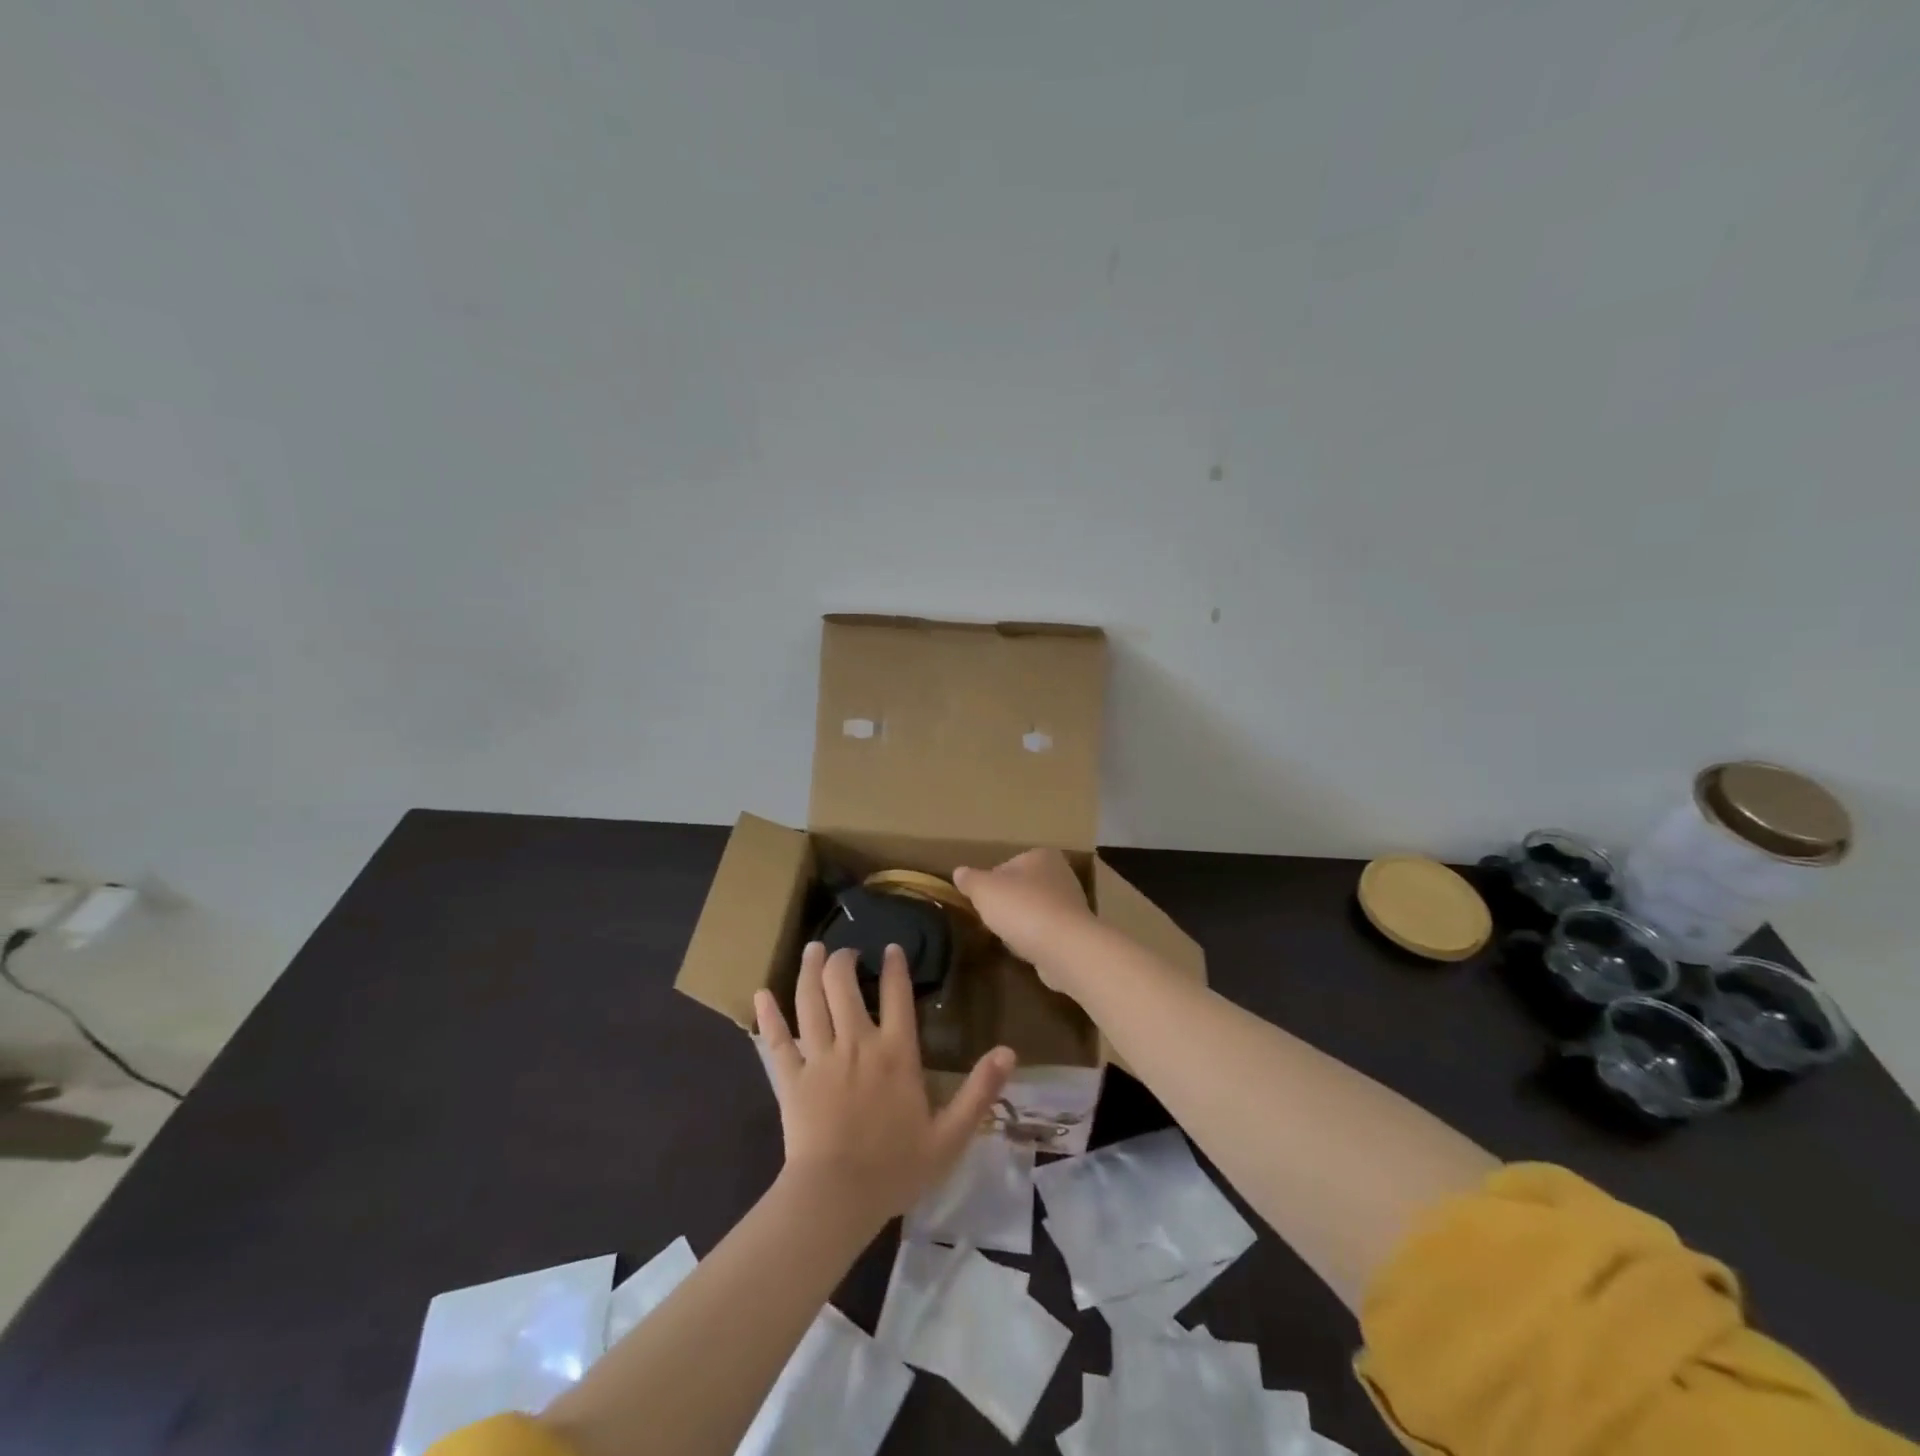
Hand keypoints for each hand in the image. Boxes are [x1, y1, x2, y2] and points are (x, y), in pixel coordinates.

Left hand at [754, 943, 1014, 1226]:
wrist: (836, 1198)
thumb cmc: (896, 1168)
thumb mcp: (950, 1136)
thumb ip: (980, 1092)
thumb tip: (1009, 1051)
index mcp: (896, 1053)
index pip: (897, 995)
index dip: (895, 966)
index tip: (891, 948)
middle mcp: (856, 1043)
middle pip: (843, 985)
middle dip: (844, 960)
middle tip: (846, 951)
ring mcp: (819, 1057)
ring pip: (810, 1000)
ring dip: (810, 970)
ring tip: (812, 950)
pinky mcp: (790, 1078)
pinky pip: (776, 1040)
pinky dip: (768, 1015)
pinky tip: (761, 994)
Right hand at [953, 849, 1097, 986]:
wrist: (1065, 948)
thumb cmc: (1022, 908)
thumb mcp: (984, 890)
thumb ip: (970, 879)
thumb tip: (959, 872)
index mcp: (1041, 856)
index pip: (1007, 865)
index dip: (990, 884)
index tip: (981, 902)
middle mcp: (1061, 874)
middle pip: (1022, 888)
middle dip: (1007, 904)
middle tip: (992, 920)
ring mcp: (1072, 904)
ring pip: (1034, 910)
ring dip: (1021, 923)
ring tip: (1009, 938)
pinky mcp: (1076, 932)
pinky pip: (1046, 932)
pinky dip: (1035, 939)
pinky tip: (1027, 950)